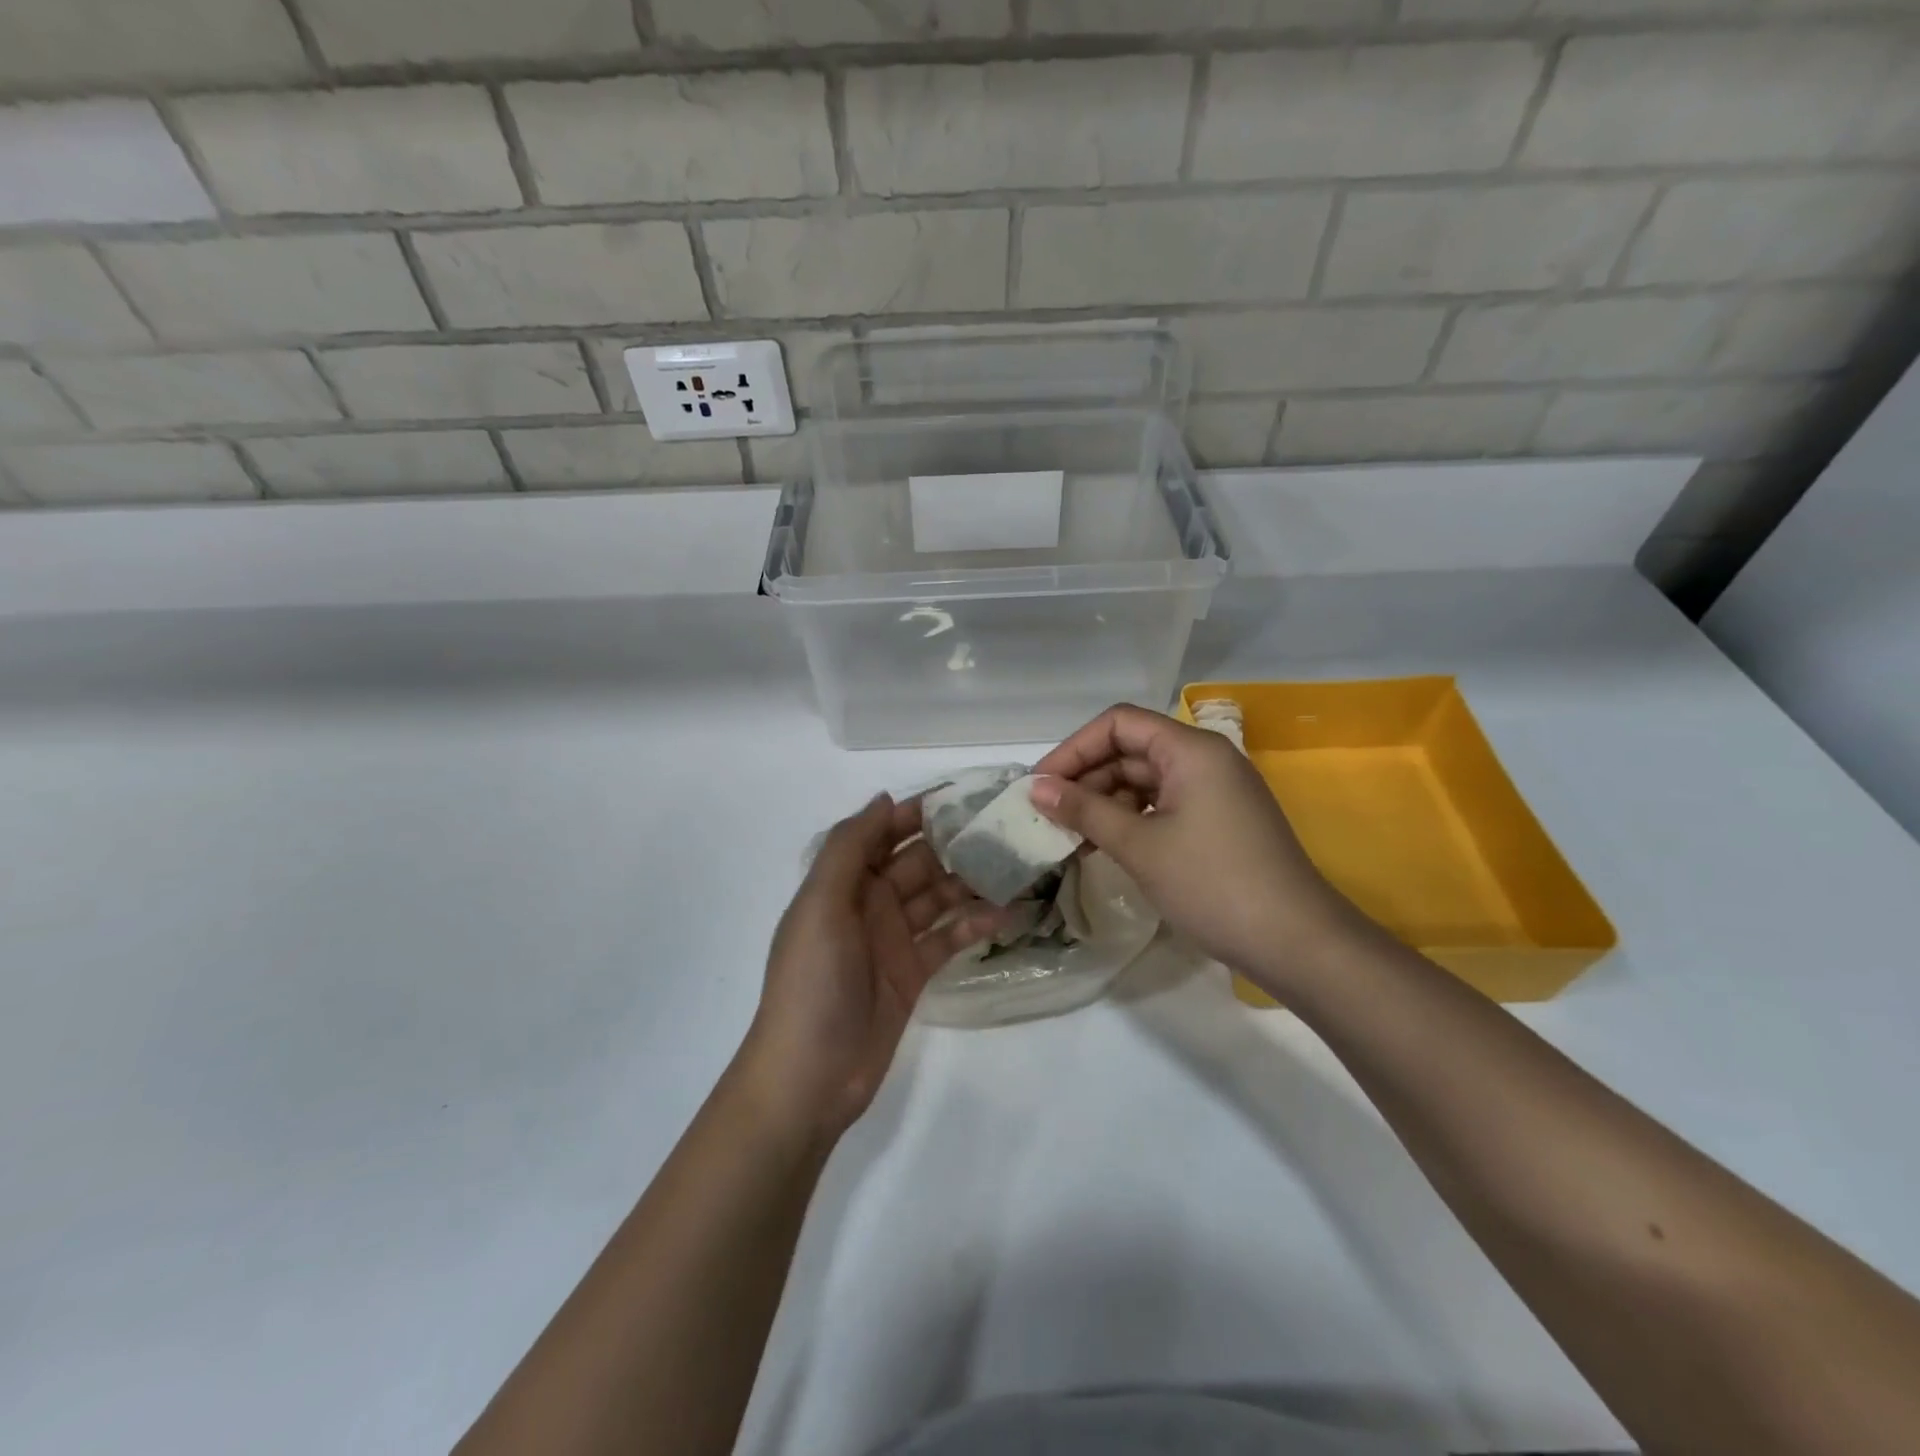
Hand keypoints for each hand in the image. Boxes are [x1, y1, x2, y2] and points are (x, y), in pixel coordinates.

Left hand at [740, 794, 998, 1140]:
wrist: (809, 1077)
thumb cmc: (812, 983)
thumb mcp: (820, 906)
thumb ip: (849, 849)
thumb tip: (885, 798)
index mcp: (843, 882)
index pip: (884, 833)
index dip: (918, 813)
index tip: (965, 796)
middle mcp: (869, 903)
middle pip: (917, 862)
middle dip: (955, 844)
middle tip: (1006, 829)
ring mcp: (893, 938)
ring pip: (937, 897)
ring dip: (970, 882)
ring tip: (1016, 866)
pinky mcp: (913, 972)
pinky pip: (947, 937)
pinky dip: (973, 924)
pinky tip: (1005, 913)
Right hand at [1029, 705, 1363, 985]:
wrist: (1297, 944)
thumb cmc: (1213, 884)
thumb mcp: (1140, 846)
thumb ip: (1085, 810)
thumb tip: (1036, 788)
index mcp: (1191, 750)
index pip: (1118, 724)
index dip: (1073, 749)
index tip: (1040, 785)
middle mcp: (1205, 759)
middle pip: (1130, 750)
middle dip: (1086, 779)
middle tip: (1047, 816)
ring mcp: (1215, 792)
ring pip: (1144, 781)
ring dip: (1104, 803)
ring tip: (1070, 837)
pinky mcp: (1218, 822)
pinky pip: (1163, 806)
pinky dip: (1131, 821)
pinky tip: (1104, 847)